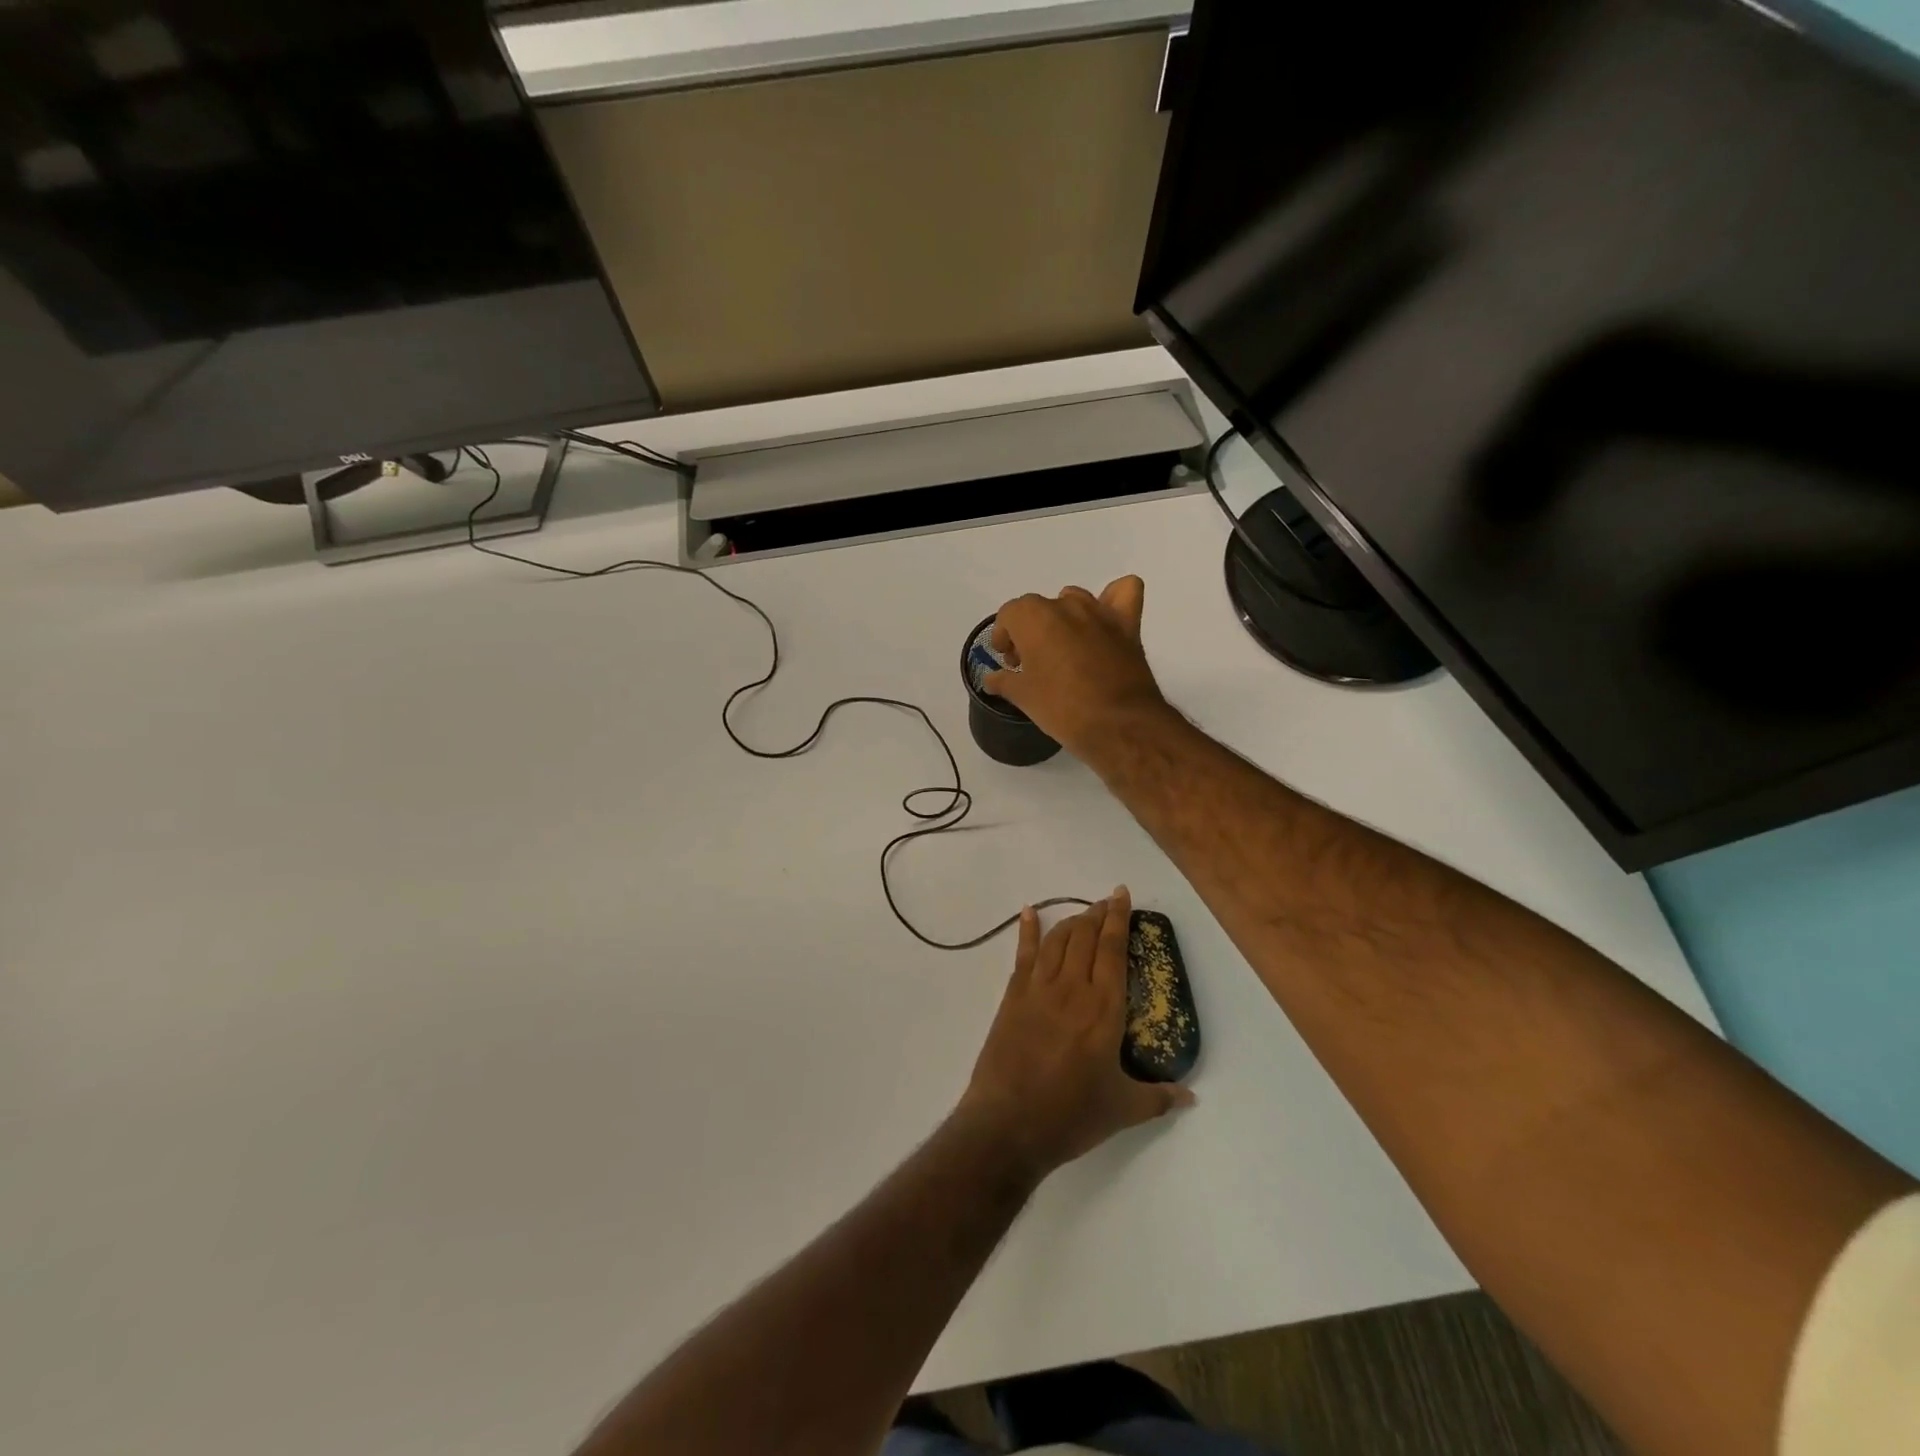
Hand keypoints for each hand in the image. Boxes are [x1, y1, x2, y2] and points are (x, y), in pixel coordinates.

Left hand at [959, 889, 1193, 1179]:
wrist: (1010, 1123)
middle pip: (1085, 937)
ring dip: (1071, 920)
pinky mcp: (1013, 996)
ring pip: (1058, 940)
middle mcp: (1073, 988)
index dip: (1118, 919)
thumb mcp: (1123, 1110)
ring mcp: (1039, 989)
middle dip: (1098, 914)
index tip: (1122, 896)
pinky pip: (1022, 954)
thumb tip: (1190, 1096)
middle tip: (1106, 902)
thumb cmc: (1071, 1115)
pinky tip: (1028, 912)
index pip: (1113, 950)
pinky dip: (1027, 930)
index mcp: (1104, 1009)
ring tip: (1083, 912)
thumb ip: (1158, 1098)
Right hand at [985, 578, 1169, 761]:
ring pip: (1073, 600)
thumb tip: (990, 678)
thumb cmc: (1062, 708)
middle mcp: (1066, 605)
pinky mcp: (1128, 624)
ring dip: (1063, 619)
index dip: (1003, 637)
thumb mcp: (1023, 698)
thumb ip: (1003, 681)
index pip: (1009, 615)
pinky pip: (1123, 592)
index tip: (1008, 662)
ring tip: (1062, 649)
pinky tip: (1104, 621)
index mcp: (1034, 617)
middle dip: (1029, 631)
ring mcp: (1099, 612)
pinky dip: (1113, 599)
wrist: (1119, 724)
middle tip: (1030, 664)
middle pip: (1038, 608)